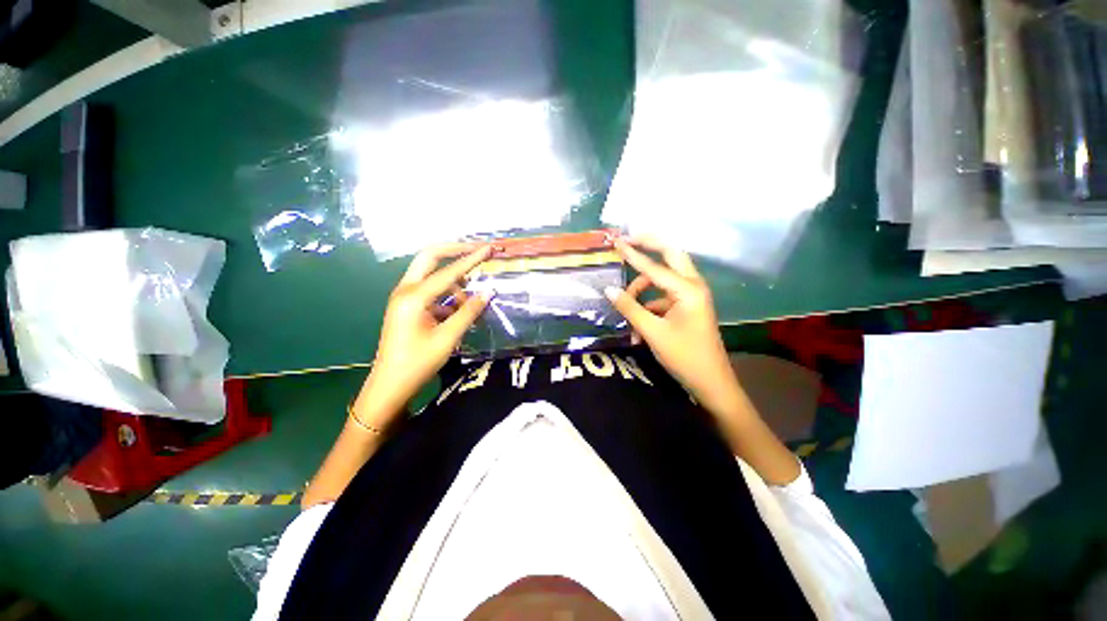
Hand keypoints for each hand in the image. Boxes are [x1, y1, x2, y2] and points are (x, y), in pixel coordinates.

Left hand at [354, 243, 491, 428]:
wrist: (389, 386)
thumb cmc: (418, 363)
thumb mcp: (448, 337)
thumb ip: (469, 312)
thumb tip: (488, 292)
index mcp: (414, 297)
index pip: (448, 271)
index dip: (471, 259)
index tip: (489, 248)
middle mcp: (406, 290)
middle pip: (430, 258)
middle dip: (455, 252)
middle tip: (477, 251)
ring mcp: (404, 297)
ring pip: (432, 275)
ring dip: (454, 282)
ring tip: (471, 303)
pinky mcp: (408, 306)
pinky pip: (431, 291)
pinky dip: (448, 296)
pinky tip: (459, 313)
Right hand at [605, 237, 742, 412]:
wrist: (711, 383)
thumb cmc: (684, 357)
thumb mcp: (652, 332)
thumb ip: (630, 308)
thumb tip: (609, 290)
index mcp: (688, 290)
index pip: (654, 266)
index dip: (633, 254)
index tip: (617, 241)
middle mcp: (692, 286)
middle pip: (670, 256)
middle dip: (649, 247)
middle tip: (628, 242)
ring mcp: (691, 297)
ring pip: (662, 280)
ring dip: (642, 292)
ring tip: (627, 317)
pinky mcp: (687, 307)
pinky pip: (662, 298)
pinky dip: (648, 309)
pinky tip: (638, 332)